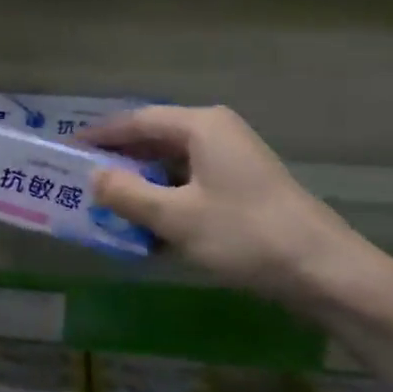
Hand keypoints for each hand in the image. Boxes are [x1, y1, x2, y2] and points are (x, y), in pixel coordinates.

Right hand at [83, 104, 366, 306]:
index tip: (68, 149)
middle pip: (154, 141)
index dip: (100, 135)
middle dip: (119, 162)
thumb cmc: (244, 234)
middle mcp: (216, 134)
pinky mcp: (242, 189)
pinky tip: (146, 231)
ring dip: (140, 187)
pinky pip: (190, 187)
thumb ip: (127, 194)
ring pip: (171, 167)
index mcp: (200, 126)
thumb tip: (93, 177)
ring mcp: (232, 162)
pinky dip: (165, 203)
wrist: (324, 270)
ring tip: (106, 207)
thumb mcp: (175, 217)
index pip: (137, 121)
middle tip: (81, 180)